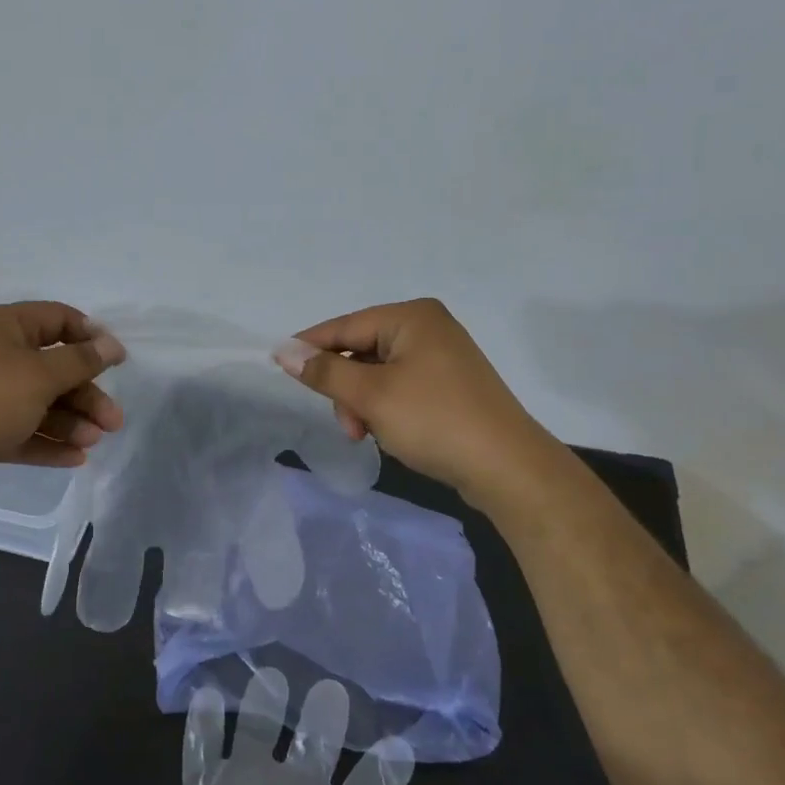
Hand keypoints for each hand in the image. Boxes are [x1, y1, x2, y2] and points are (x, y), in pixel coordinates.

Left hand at [0, 302, 125, 508]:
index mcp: (4, 327)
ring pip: (40, 403)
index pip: (57, 319)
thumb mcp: (41, 375)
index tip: (117, 361)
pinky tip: (76, 458)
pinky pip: (24, 431)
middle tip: (114, 421)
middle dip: (86, 394)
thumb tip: (112, 344)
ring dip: (71, 421)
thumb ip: (81, 360)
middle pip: (53, 368)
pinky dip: (49, 442)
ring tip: (94, 442)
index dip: (90, 336)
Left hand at [141, 671, 427, 784]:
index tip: (402, 744)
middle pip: (314, 747)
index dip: (388, 771)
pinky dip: (203, 723)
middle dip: (326, 717)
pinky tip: (205, 695)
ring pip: (258, 735)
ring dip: (265, 704)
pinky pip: (201, 752)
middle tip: (331, 687)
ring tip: (269, 675)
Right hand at [277, 298, 542, 503]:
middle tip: (347, 424)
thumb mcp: (371, 396)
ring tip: (367, 434)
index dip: (309, 346)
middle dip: (345, 387)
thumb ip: (325, 372)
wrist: (507, 467)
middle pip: (361, 350)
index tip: (277, 364)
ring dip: (363, 403)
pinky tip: (387, 432)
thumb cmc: (434, 421)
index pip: (345, 326)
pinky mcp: (449, 385)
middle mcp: (428, 328)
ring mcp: (442, 357)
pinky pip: (400, 387)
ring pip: (378, 373)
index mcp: (412, 317)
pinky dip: (385, 408)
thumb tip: (284, 351)